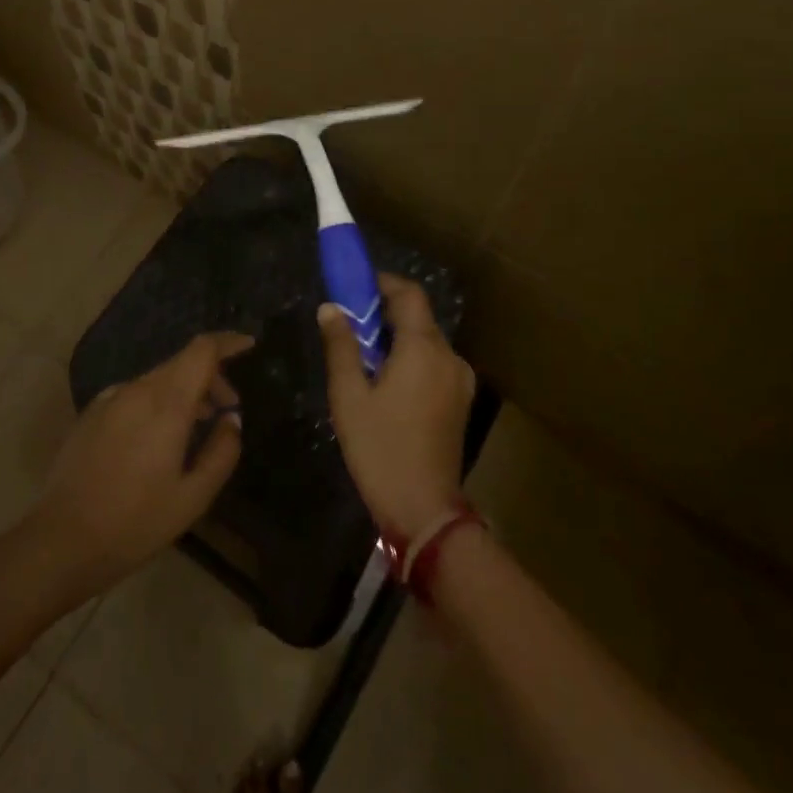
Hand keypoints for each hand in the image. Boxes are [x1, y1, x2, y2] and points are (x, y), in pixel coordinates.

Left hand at [28, 332, 250, 599]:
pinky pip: (136, 393)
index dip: (228, 342)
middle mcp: (137, 390)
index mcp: (165, 404)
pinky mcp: (92, 413)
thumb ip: (221, 452)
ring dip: (184, 390)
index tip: (249, 346)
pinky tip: (158, 437)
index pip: (201, 350)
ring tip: (198, 425)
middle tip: (227, 408)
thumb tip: (231, 419)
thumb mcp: (193, 498)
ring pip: (158, 378)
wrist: (60, 542)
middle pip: (181, 362)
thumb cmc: (135, 523)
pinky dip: (158, 400)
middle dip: (210, 375)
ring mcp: (110, 399)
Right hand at [320, 274, 475, 539]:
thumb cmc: (380, 447)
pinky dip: (411, 360)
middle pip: (418, 317)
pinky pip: (434, 364)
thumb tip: (331, 308)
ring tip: (364, 361)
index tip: (353, 289)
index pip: (409, 294)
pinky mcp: (460, 401)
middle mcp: (448, 356)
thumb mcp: (349, 396)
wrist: (424, 509)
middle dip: (384, 314)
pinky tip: (388, 386)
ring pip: (426, 342)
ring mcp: (460, 380)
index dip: (382, 283)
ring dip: (397, 339)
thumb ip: (341, 346)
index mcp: (423, 348)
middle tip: (349, 329)